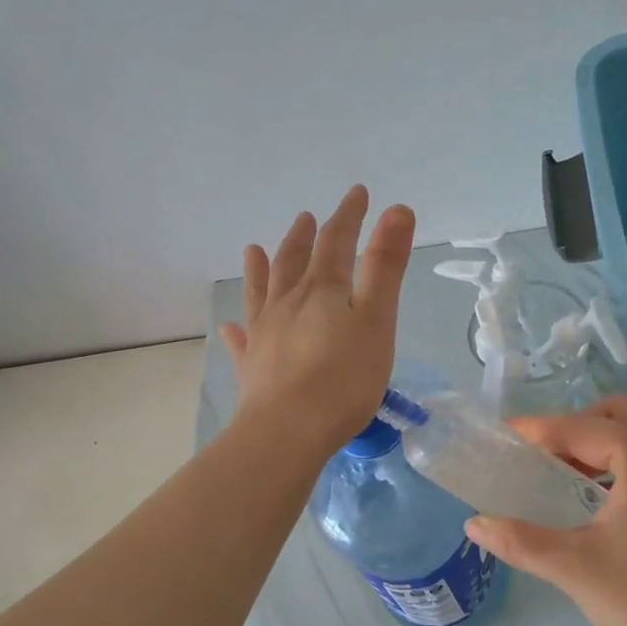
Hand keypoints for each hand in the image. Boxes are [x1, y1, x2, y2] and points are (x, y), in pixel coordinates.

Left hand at [220, 186, 415, 456]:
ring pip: (261, 292)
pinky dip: (238, 328)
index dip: (348, 215)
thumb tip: (396, 209)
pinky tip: (230, 325)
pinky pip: (242, 340)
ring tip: (253, 248)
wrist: (287, 432)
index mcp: (322, 290)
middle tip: (306, 217)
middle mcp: (287, 303)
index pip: (336, 241)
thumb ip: (385, 266)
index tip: (357, 193)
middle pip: (294, 261)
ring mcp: (264, 334)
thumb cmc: (343, 378)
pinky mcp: (252, 366)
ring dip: (261, 268)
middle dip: (304, 237)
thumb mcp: (376, 319)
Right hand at [465, 396, 626, 625]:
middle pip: (621, 414)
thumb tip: (474, 523)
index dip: (542, 429)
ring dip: (604, 441)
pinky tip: (604, 497)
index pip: (585, 428)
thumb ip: (519, 539)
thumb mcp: (572, 568)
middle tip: (542, 453)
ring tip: (568, 473)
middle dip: (577, 425)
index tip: (507, 435)